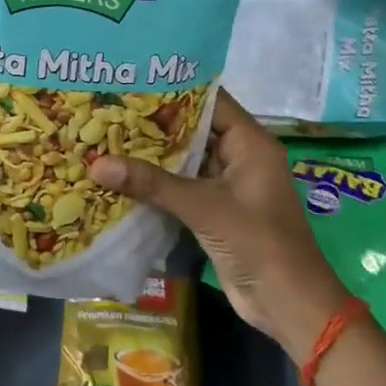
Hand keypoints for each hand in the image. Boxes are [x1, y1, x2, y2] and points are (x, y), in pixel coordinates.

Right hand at [87, 91, 348, 358]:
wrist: (288, 305)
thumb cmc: (258, 242)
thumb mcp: (204, 208)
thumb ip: (152, 184)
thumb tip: (96, 165)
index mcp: (250, 143)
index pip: (209, 101)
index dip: (173, 89)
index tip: (132, 80)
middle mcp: (239, 157)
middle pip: (193, 130)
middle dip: (153, 124)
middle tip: (108, 109)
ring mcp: (227, 186)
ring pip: (184, 161)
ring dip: (151, 156)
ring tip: (105, 137)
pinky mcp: (215, 212)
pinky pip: (182, 188)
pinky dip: (156, 185)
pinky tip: (120, 178)